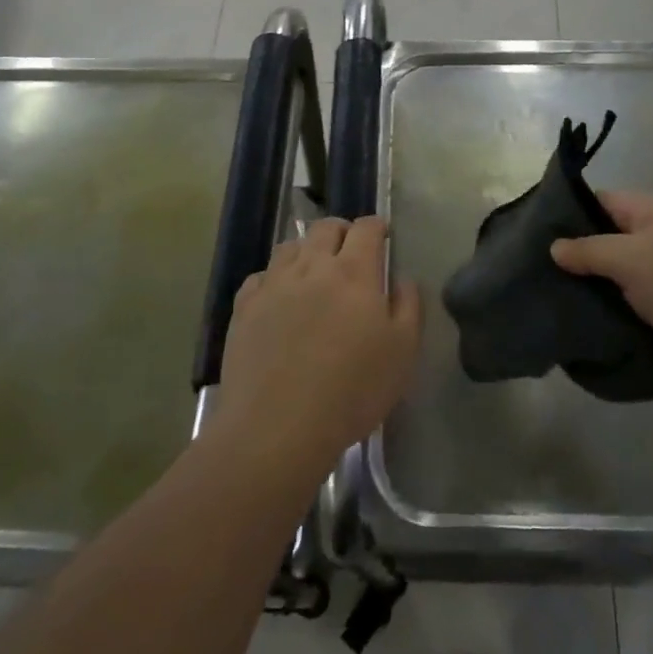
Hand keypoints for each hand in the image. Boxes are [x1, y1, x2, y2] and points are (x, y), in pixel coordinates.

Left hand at [215, 217, 422, 480]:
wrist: (278, 426)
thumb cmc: (352, 391)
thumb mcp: (402, 352)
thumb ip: (408, 306)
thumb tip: (402, 278)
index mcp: (354, 272)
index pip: (366, 229)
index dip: (377, 226)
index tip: (383, 236)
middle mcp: (312, 266)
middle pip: (325, 228)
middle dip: (342, 231)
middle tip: (350, 249)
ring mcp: (273, 284)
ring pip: (290, 246)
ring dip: (306, 250)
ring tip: (314, 271)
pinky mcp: (244, 307)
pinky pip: (260, 277)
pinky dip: (274, 278)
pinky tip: (278, 297)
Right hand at [550, 192, 652, 382]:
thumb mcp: (630, 260)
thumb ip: (590, 251)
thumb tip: (555, 245)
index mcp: (647, 211)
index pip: (597, 202)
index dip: (567, 216)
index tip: (535, 239)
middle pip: (610, 241)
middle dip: (581, 260)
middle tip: (543, 281)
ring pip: (627, 276)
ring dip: (604, 292)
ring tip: (564, 309)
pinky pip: (646, 303)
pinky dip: (627, 314)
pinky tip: (601, 330)